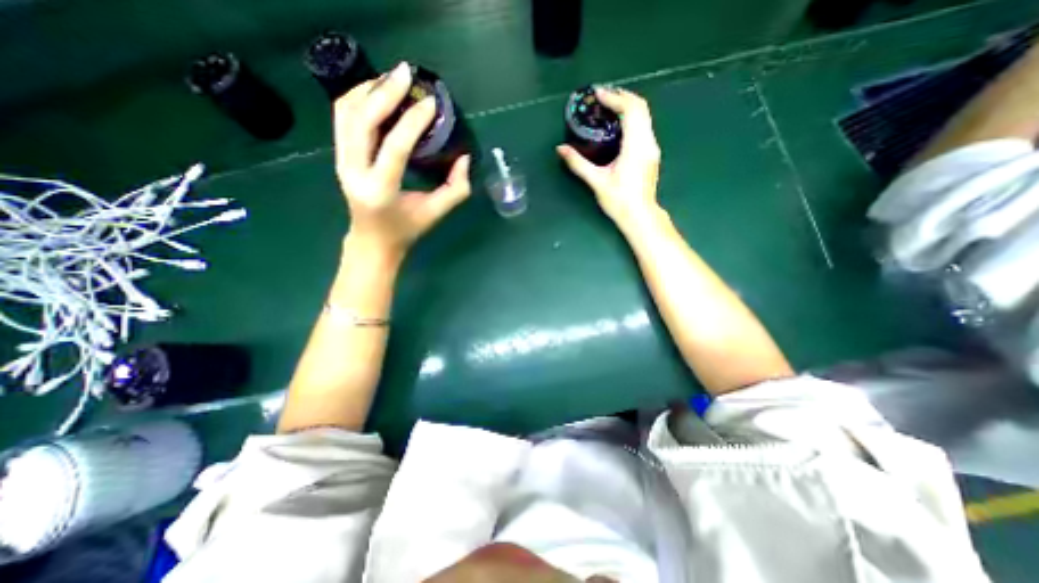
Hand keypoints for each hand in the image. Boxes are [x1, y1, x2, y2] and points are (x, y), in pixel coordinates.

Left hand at [335, 62, 474, 259]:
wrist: (372, 240)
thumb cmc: (406, 229)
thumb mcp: (435, 213)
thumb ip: (455, 189)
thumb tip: (464, 159)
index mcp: (381, 190)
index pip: (394, 148)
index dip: (413, 122)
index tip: (431, 103)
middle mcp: (354, 172)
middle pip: (361, 121)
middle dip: (384, 92)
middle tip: (407, 74)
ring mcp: (342, 161)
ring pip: (346, 113)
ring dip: (369, 90)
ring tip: (393, 79)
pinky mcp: (340, 155)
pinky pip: (343, 117)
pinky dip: (358, 98)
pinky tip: (377, 91)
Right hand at [557, 84, 660, 234]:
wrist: (640, 216)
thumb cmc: (619, 201)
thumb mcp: (596, 181)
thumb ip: (578, 163)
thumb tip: (561, 149)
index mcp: (636, 146)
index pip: (631, 110)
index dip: (615, 98)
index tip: (598, 95)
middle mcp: (648, 142)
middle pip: (641, 108)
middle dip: (622, 97)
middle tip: (602, 97)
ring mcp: (652, 148)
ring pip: (644, 116)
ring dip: (628, 107)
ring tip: (609, 107)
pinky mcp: (651, 154)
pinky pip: (644, 126)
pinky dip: (632, 118)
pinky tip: (618, 126)